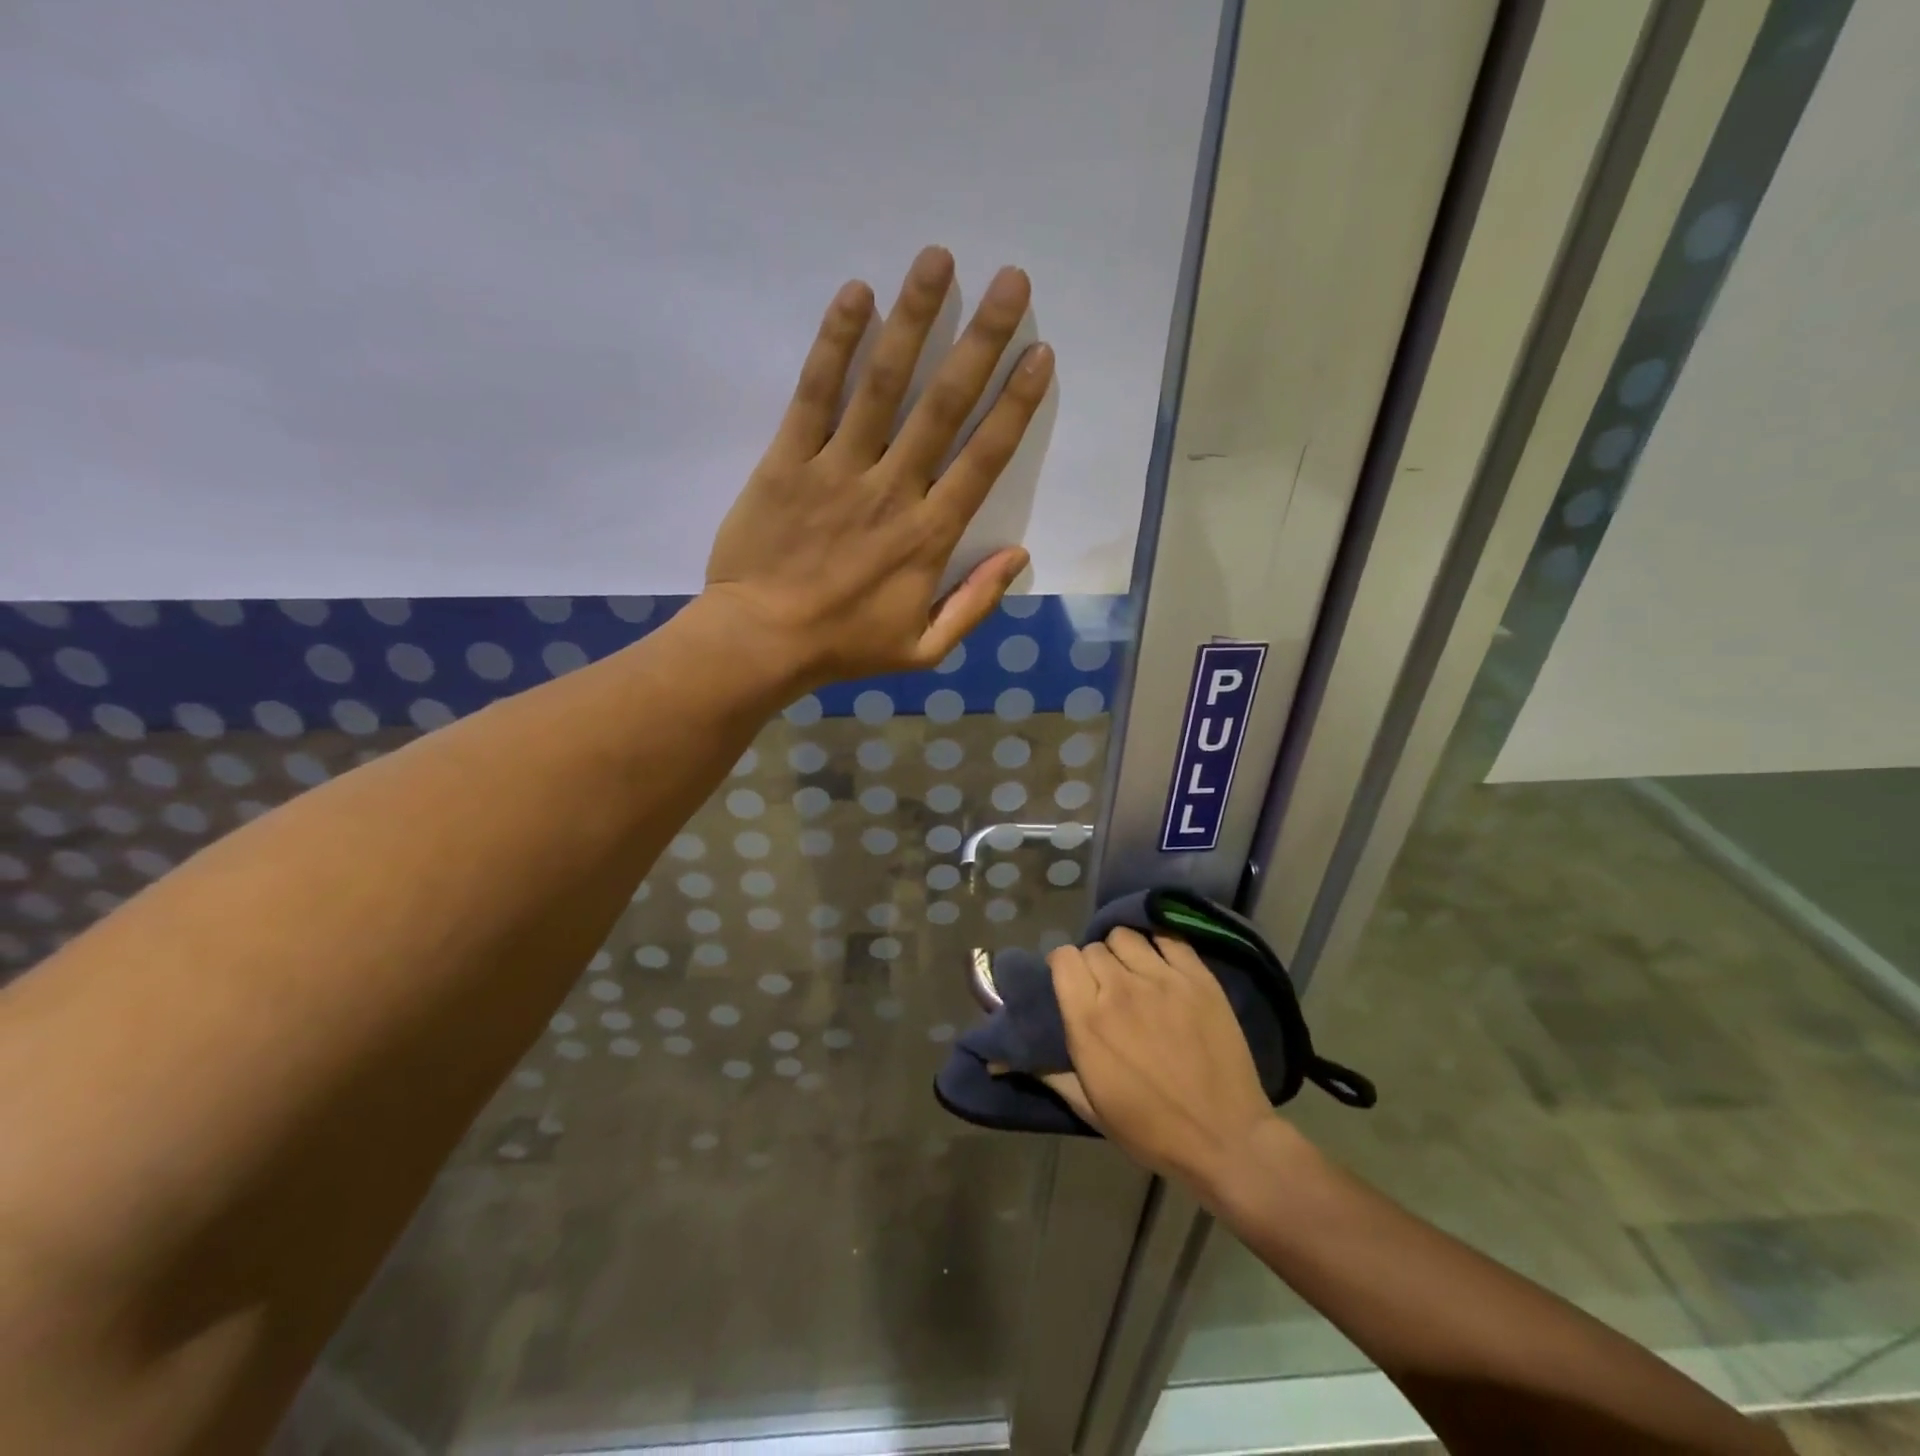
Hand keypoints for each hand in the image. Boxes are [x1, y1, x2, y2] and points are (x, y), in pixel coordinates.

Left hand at [703, 246, 1052, 687]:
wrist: (761, 642)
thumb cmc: (845, 646)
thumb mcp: (924, 648)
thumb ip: (975, 603)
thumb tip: (1020, 556)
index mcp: (929, 536)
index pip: (983, 458)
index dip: (1016, 404)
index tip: (1040, 353)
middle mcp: (892, 490)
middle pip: (943, 406)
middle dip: (981, 341)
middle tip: (1010, 280)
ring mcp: (838, 470)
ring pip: (882, 385)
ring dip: (913, 320)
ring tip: (938, 260)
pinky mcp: (787, 460)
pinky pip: (814, 394)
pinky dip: (834, 343)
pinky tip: (855, 294)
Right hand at [1052, 927, 1280, 1191]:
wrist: (1225, 1139)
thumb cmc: (1151, 1130)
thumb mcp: (1090, 1106)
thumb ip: (1048, 1072)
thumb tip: (998, 1061)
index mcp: (1088, 1020)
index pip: (1063, 958)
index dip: (1063, 967)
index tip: (1071, 983)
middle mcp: (1120, 989)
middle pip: (1093, 948)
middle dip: (1094, 965)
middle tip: (1106, 989)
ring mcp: (1162, 979)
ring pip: (1126, 936)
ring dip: (1123, 952)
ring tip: (1135, 974)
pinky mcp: (1198, 978)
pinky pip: (1169, 938)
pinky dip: (1160, 945)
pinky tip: (1164, 965)